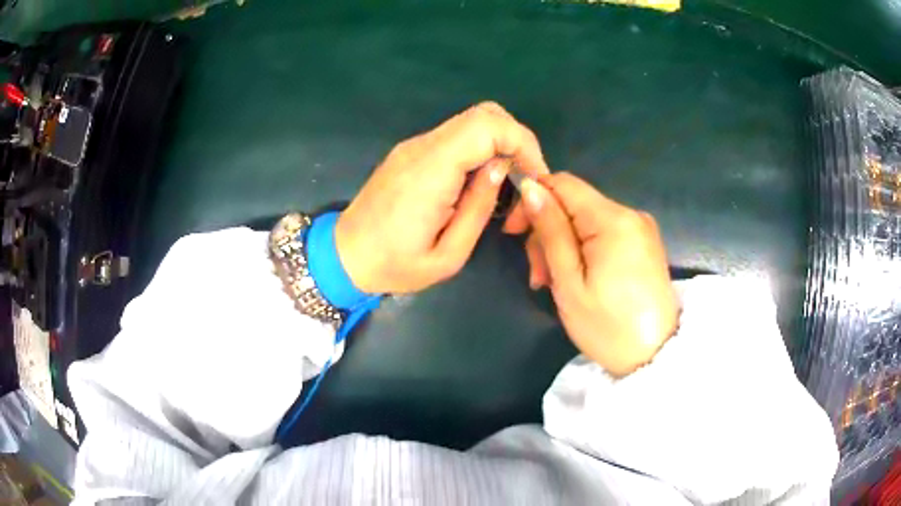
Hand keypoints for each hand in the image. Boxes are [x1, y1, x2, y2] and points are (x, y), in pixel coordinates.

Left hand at [336, 102, 548, 293]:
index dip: (522, 143)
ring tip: (508, 183)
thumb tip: (501, 169)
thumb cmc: (395, 265)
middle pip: (484, 113)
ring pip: (472, 121)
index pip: (487, 126)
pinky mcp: (411, 152)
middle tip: (526, 177)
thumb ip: (479, 208)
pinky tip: (481, 180)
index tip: (534, 176)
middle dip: (517, 139)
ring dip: (500, 143)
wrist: (345, 257)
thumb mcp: (448, 255)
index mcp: (431, 171)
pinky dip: (481, 148)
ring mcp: (414, 146)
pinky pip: (456, 136)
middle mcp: (422, 147)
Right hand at [503, 173, 678, 375]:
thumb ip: (550, 231)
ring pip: (586, 221)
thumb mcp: (569, 283)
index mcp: (613, 220)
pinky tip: (577, 280)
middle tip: (538, 276)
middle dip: (548, 232)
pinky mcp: (644, 244)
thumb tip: (531, 187)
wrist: (656, 357)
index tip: (514, 232)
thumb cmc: (608, 327)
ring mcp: (640, 229)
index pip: (563, 183)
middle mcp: (630, 214)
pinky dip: (583, 251)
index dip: (533, 199)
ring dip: (563, 246)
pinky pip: (604, 234)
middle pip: (574, 204)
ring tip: (553, 285)